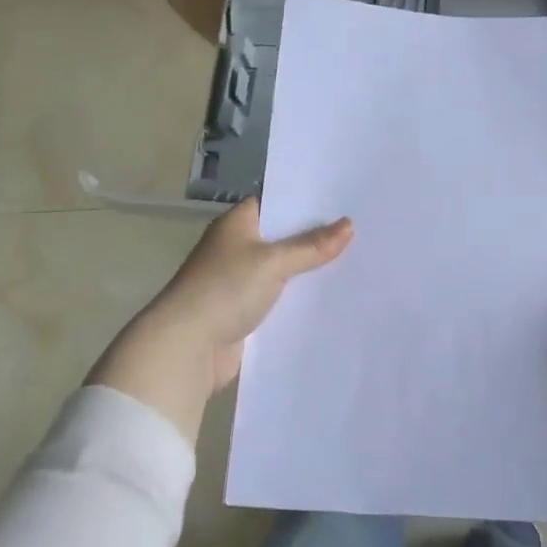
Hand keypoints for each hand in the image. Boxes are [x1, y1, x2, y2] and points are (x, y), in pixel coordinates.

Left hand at [88, 198, 353, 443]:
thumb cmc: (225, 289)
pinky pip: (278, 299)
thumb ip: (311, 246)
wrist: (187, 347)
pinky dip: (298, 299)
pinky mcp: (244, 313)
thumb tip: (349, 224)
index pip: (275, 201)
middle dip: (314, 237)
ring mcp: (239, 282)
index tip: (342, 198)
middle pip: (281, 237)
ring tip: (355, 262)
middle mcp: (236, 248)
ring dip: (308, 271)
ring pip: (282, 270)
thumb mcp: (273, 262)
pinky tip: (330, 298)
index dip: (305, 200)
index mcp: (236, 224)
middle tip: (360, 229)